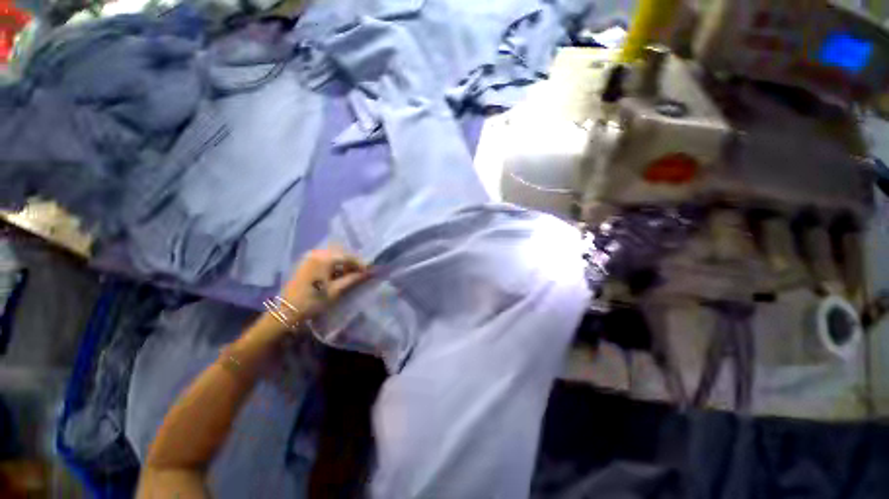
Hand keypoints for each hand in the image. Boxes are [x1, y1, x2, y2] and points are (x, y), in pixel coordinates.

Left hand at [279, 247, 369, 321]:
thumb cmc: (313, 301)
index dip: (359, 263)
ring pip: (332, 256)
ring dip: (342, 263)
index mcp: (324, 259)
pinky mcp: (305, 263)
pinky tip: (337, 274)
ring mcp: (309, 257)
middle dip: (351, 262)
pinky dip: (333, 264)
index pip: (347, 256)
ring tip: (349, 275)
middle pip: (340, 253)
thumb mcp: (336, 290)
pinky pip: (324, 259)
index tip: (368, 272)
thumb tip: (367, 273)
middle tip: (359, 273)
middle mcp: (316, 253)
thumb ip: (353, 278)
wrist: (287, 311)